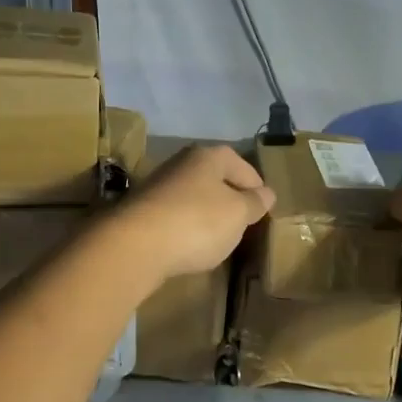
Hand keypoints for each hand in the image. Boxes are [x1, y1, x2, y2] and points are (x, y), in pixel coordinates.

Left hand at [112, 144, 274, 283]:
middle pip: (215, 178)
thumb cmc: (198, 222)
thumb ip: (255, 203)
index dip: (257, 187)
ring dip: (206, 213)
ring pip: (193, 196)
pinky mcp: (141, 211)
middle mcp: (181, 162)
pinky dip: (186, 227)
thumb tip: (267, 193)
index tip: (264, 209)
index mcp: (209, 156)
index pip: (243, 166)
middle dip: (230, 198)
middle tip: (243, 223)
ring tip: (218, 237)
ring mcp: (158, 186)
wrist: (135, 245)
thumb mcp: (238, 214)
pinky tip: (189, 245)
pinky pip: (174, 215)